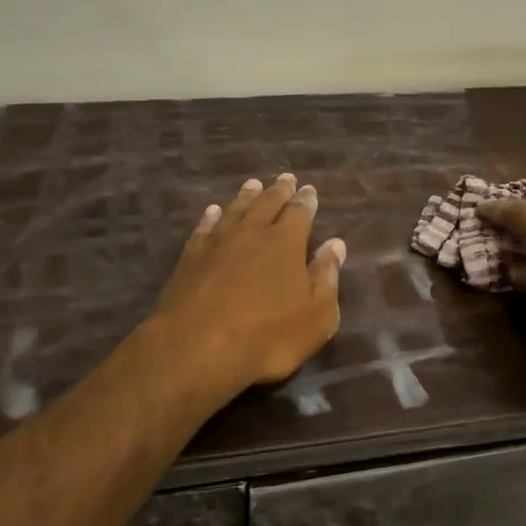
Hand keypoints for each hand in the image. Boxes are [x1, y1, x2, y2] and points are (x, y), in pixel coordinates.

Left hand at [143, 174, 345, 395]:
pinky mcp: (190, 257)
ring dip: (246, 196)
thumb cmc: (267, 336)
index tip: (309, 190)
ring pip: (235, 209)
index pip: (299, 212)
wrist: (196, 347)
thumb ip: (326, 277)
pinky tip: (212, 212)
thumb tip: (335, 244)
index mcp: (286, 242)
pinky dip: (211, 217)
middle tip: (285, 178)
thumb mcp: (315, 316)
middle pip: (267, 203)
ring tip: (253, 184)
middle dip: (279, 190)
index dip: (306, 201)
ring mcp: (217, 242)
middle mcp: (252, 232)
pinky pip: (204, 228)